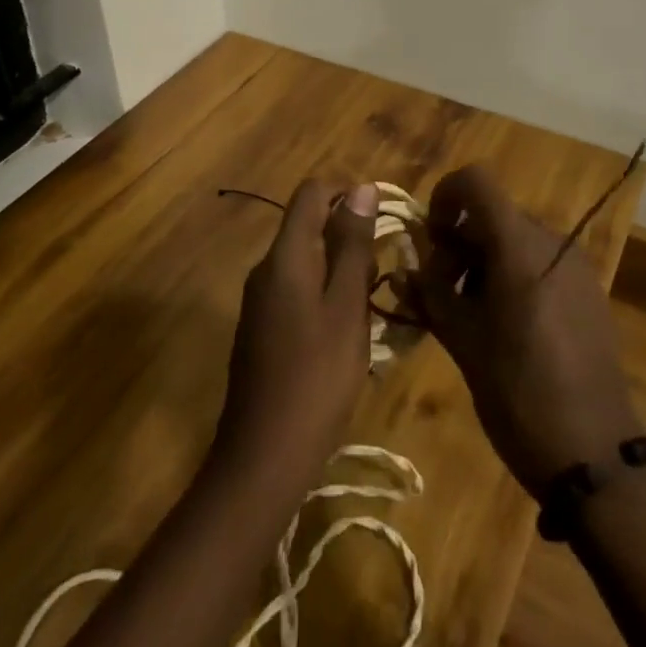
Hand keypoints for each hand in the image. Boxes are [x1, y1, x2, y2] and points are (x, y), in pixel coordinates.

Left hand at [214, 180, 377, 490]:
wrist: (263, 458)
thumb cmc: (315, 378)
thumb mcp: (346, 307)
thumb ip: (353, 246)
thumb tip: (363, 189)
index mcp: (285, 256)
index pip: (311, 193)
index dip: (347, 191)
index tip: (383, 216)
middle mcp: (266, 269)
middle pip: (306, 224)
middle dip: (348, 232)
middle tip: (385, 264)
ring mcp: (260, 301)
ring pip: (304, 259)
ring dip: (340, 265)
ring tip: (374, 297)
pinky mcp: (262, 329)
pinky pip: (297, 288)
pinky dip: (325, 291)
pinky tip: (348, 327)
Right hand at [407, 166, 640, 495]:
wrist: (598, 458)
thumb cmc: (519, 394)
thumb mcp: (463, 344)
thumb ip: (430, 296)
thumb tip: (403, 270)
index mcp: (520, 246)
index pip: (477, 181)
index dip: (445, 197)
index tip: (430, 238)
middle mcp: (553, 243)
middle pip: (494, 214)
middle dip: (459, 241)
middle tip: (440, 289)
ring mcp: (576, 267)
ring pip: (516, 239)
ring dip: (484, 260)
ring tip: (469, 313)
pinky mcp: (589, 293)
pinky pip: (541, 263)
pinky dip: (513, 275)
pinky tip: (504, 325)